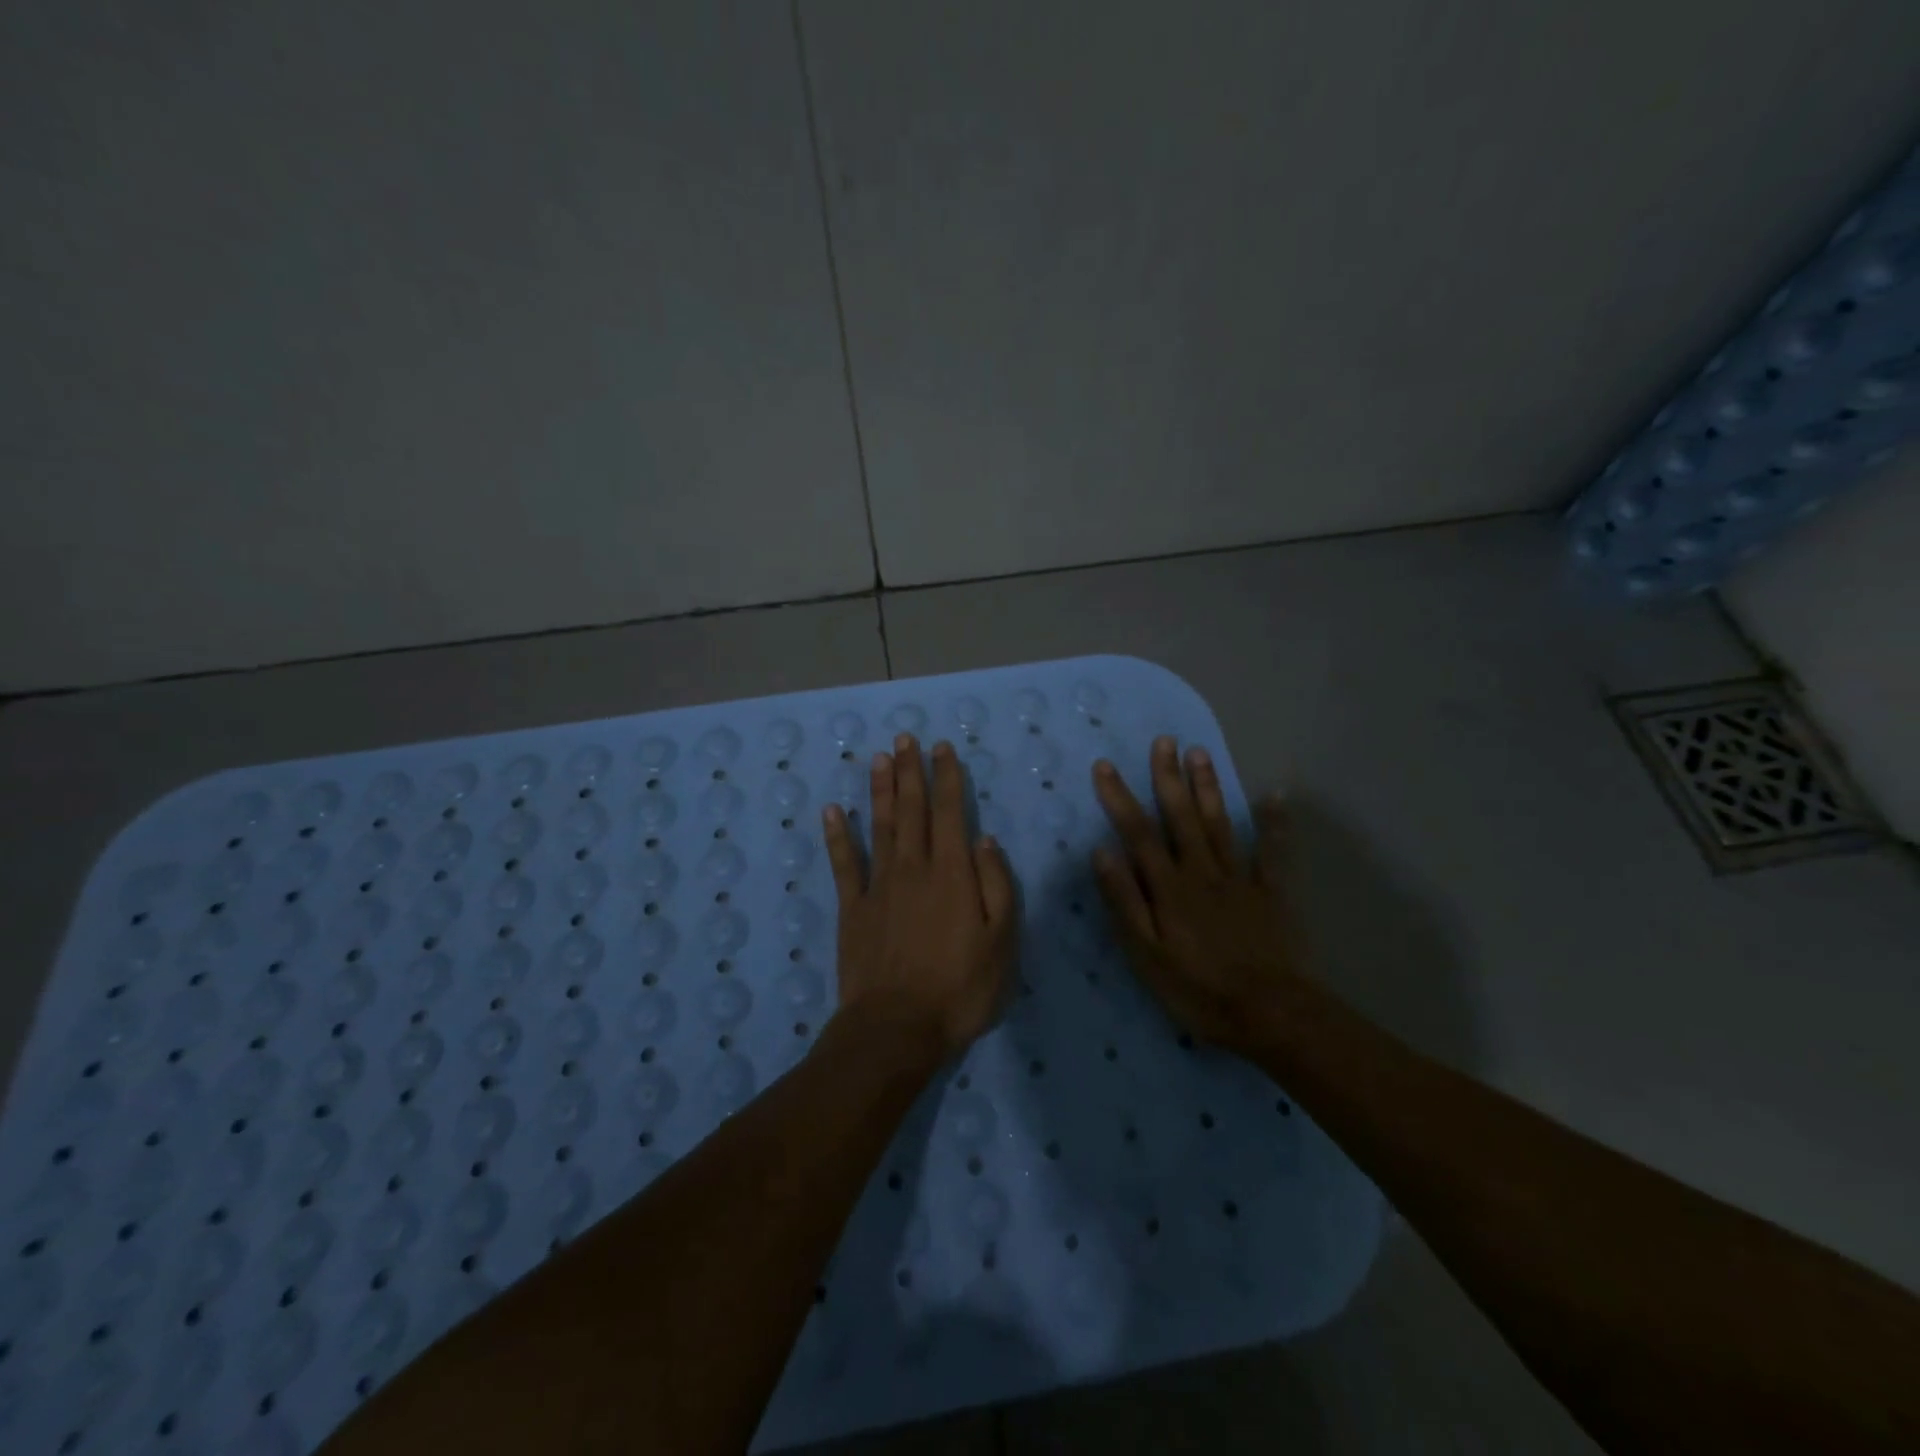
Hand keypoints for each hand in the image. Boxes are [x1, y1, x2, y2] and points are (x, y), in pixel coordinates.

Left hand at [823, 735, 1016, 1060]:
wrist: (896, 1028)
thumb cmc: (960, 989)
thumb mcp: (1002, 942)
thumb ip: (996, 885)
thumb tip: (984, 839)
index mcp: (952, 873)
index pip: (951, 812)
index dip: (947, 778)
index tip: (942, 748)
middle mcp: (913, 868)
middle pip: (912, 809)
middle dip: (911, 771)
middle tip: (906, 737)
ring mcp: (878, 886)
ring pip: (879, 826)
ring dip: (880, 790)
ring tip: (879, 757)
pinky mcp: (852, 908)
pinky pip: (844, 863)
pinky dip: (837, 835)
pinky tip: (831, 811)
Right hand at [1092, 737, 1306, 1056]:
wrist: (1270, 1014)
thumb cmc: (1197, 989)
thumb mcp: (1145, 954)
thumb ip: (1124, 901)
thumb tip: (1102, 852)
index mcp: (1169, 887)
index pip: (1138, 832)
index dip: (1119, 798)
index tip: (1105, 766)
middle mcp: (1202, 871)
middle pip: (1181, 817)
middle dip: (1169, 777)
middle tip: (1165, 740)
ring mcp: (1240, 879)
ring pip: (1220, 824)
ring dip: (1208, 787)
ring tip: (1200, 753)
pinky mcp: (1271, 893)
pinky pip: (1272, 852)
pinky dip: (1274, 823)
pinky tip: (1274, 795)